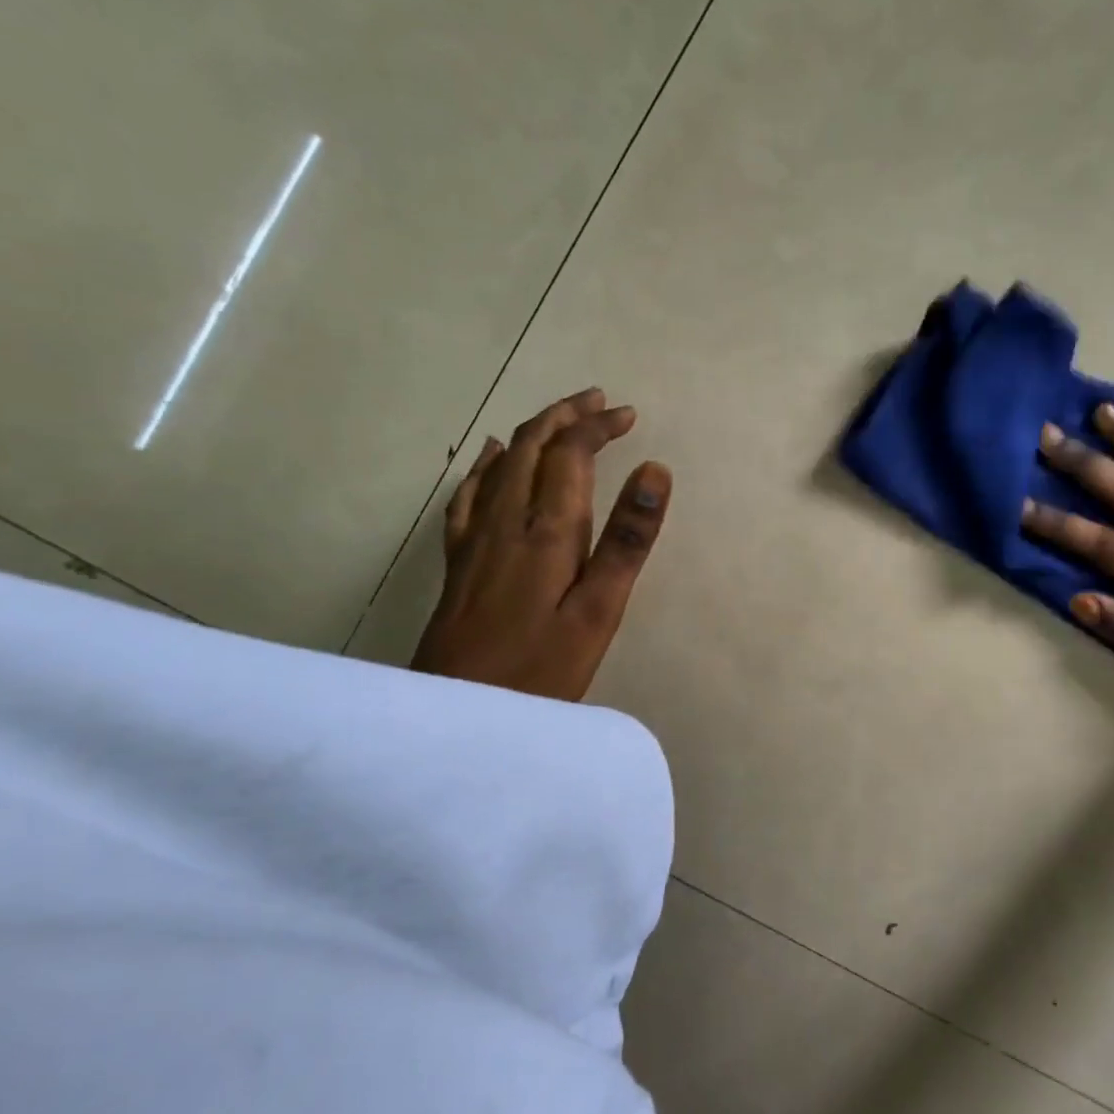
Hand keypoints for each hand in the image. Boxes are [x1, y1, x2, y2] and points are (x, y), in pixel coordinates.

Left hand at [411, 387, 671, 701]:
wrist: (458, 712)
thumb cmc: (541, 668)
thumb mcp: (599, 610)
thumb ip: (627, 541)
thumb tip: (655, 472)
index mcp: (546, 528)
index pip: (570, 453)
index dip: (597, 426)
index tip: (628, 415)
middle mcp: (506, 519)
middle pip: (531, 446)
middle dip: (566, 416)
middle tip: (599, 402)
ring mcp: (476, 537)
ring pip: (501, 462)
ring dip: (534, 432)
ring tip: (562, 419)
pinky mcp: (459, 559)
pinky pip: (469, 492)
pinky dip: (487, 464)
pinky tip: (490, 457)